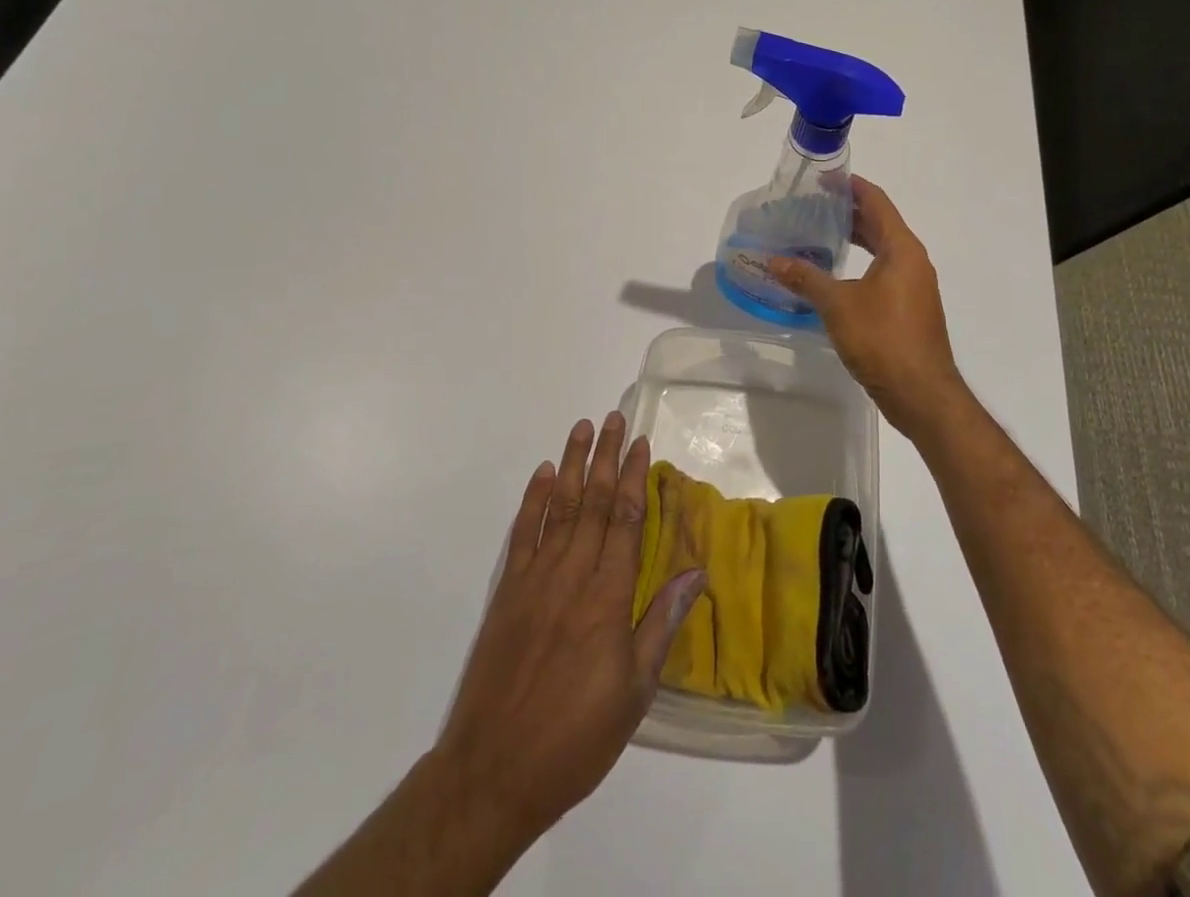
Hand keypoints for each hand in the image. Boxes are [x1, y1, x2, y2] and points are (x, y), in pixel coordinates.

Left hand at [433, 414, 705, 858]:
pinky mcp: (508, 591)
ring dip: (574, 465)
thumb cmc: (576, 736)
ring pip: (560, 508)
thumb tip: (696, 573)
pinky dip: (534, 500)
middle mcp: (572, 575)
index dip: (636, 478)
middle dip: (607, 457)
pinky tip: (545, 474)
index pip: (627, 521)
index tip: (642, 443)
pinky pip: (524, 533)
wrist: (493, 771)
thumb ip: (661, 624)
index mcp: (608, 597)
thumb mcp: (635, 693)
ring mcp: (535, 579)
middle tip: (615, 417)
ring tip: (583, 428)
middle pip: (595, 503)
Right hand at [769, 177, 969, 442]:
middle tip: (812, 206)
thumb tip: (772, 261)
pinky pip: (883, 272)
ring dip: (854, 239)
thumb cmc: (882, 339)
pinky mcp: (909, 309)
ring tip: (817, 234)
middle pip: (880, 223)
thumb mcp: (838, 305)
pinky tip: (833, 275)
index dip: (851, 186)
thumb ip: (805, 278)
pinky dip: (860, 264)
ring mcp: (914, 286)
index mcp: (902, 249)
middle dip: (848, 212)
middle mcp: (912, 261)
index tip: (824, 178)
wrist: (922, 393)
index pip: (877, 202)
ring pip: (881, 250)